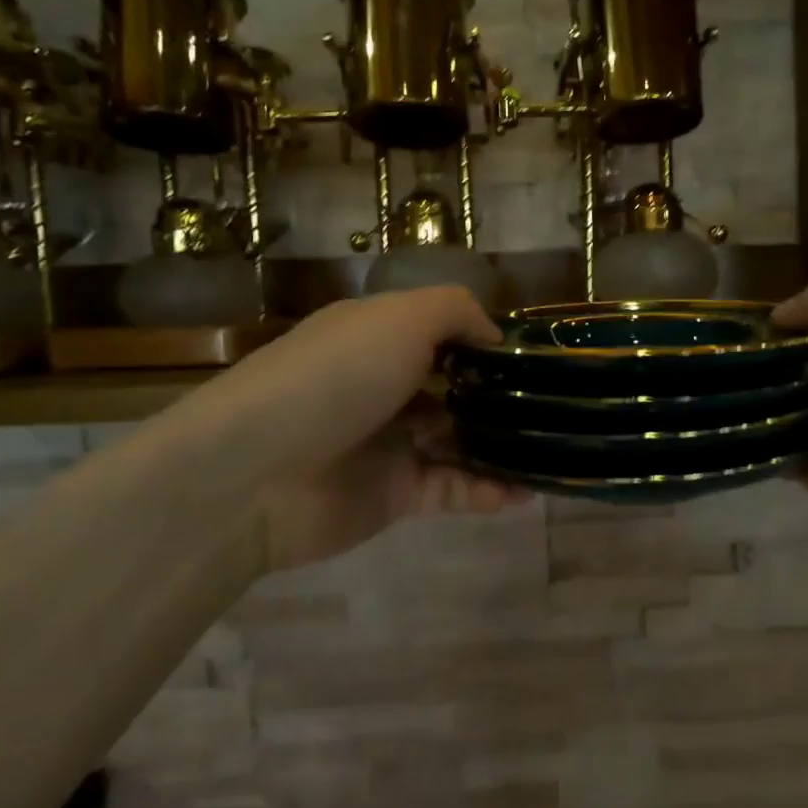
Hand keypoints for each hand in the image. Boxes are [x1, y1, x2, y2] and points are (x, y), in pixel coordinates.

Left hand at [199, 287, 526, 571]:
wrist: (256, 472)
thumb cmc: (335, 377)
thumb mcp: (399, 318)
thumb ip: (456, 311)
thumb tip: (495, 337)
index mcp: (378, 339)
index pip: (442, 336)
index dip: (486, 345)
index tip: (533, 358)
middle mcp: (384, 388)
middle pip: (455, 393)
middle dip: (500, 401)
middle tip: (551, 410)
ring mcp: (389, 444)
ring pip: (459, 444)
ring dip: (501, 449)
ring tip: (549, 455)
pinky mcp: (393, 496)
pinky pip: (451, 490)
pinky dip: (486, 491)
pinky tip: (521, 493)